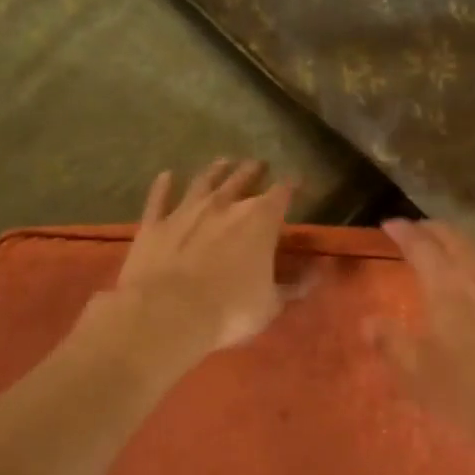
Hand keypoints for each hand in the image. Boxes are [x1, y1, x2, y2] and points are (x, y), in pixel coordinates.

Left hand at [105, 159, 295, 360]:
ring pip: (204, 181)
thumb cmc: (229, 310)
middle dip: (254, 170)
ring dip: (215, 170)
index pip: (282, 193)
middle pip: (242, 178)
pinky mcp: (154, 224)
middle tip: (259, 164)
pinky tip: (166, 175)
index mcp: (260, 220)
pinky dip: (163, 186)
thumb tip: (319, 271)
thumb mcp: (271, 304)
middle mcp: (224, 205)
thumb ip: (295, 285)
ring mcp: (186, 210)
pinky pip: (159, 198)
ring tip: (223, 161)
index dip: (291, 185)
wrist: (167, 313)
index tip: (296, 181)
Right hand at [374, 219, 474, 447]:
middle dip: (432, 228)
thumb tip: (368, 322)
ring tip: (447, 242)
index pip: (421, 245)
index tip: (389, 225)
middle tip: (416, 229)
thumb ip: (390, 340)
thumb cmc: (465, 390)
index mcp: (445, 285)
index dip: (403, 232)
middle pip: (454, 238)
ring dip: (459, 238)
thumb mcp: (416, 370)